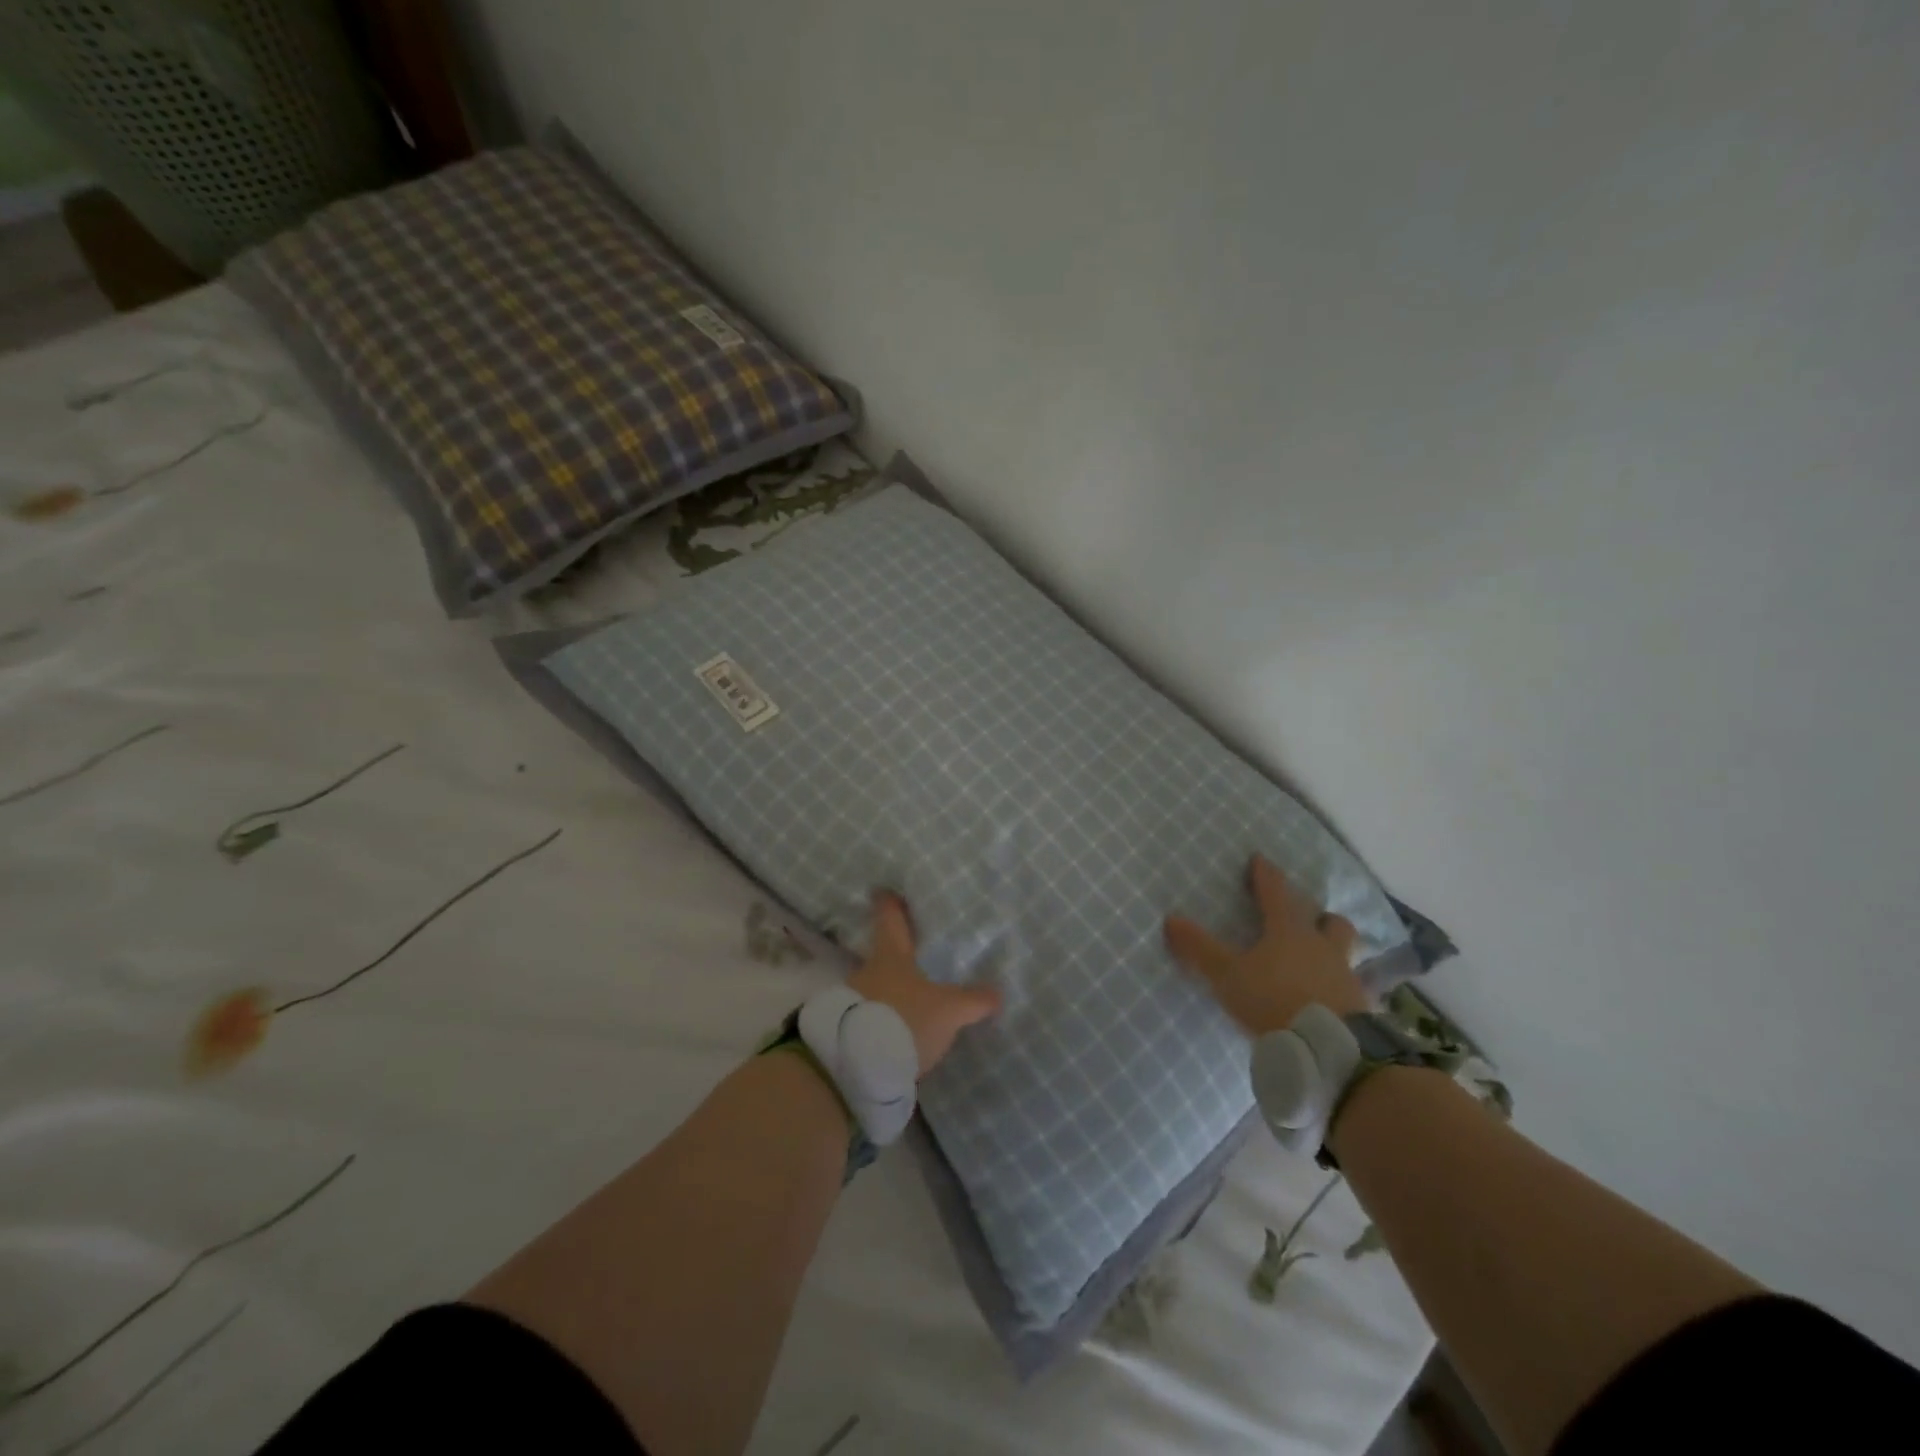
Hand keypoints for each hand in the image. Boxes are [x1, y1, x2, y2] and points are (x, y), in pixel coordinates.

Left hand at [848, 892, 1001, 1076]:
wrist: (855, 1065)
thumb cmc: (904, 1019)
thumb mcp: (948, 1011)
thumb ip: (973, 1000)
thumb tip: (997, 992)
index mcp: (890, 956)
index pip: (889, 919)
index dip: (889, 903)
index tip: (883, 890)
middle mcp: (866, 972)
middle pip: (880, 957)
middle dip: (894, 959)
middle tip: (911, 960)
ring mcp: (850, 1002)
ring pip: (872, 990)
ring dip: (886, 996)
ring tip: (907, 1008)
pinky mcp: (843, 1032)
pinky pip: (865, 1020)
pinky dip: (878, 1024)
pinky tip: (893, 1037)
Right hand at [1165, 855, 1368, 1037]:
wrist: (1328, 1050)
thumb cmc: (1272, 1000)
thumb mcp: (1227, 975)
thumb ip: (1200, 948)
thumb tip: (1170, 918)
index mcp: (1289, 932)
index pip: (1276, 893)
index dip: (1266, 875)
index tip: (1260, 859)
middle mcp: (1322, 947)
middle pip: (1329, 921)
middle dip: (1319, 915)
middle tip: (1308, 918)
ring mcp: (1346, 977)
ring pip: (1346, 953)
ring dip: (1334, 950)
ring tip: (1321, 961)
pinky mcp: (1361, 1009)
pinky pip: (1354, 990)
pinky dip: (1342, 989)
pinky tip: (1332, 1000)